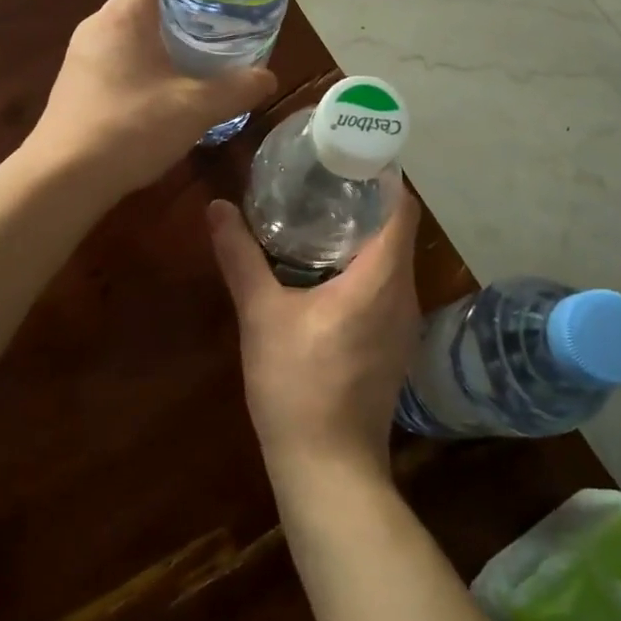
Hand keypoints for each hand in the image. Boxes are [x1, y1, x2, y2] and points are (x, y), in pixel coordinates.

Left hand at [27, 0, 275, 199]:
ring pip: (133, 29)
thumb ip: (237, 89)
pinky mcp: (78, 84)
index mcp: (124, 15)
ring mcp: (83, 55)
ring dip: (167, 35)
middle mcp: (98, 25)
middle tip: (224, 18)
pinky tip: (170, 90)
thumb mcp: (195, 109)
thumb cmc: (128, 130)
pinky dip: (148, 60)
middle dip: (186, 1)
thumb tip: (268, 78)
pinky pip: (120, 56)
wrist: (62, 179)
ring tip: (204, 53)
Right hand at [206, 186, 421, 486]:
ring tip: (317, 215)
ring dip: (362, 235)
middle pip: (396, 229)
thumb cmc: (297, 384)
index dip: (380, 173)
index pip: (399, 205)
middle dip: (363, 199)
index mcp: (381, 277)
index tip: (346, 153)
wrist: (328, 467)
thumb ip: (240, 257)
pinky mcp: (394, 345)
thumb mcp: (261, 315)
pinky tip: (323, 271)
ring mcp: (403, 323)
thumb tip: (216, 208)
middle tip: (320, 178)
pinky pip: (386, 287)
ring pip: (392, 260)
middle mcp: (404, 294)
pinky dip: (363, 267)